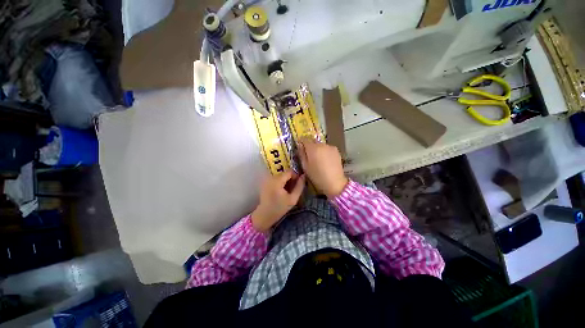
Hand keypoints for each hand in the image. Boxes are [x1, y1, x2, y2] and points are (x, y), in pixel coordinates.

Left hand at [251, 170, 305, 231]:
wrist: (265, 215)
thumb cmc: (280, 208)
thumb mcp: (293, 199)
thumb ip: (299, 186)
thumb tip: (303, 176)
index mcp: (277, 181)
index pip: (289, 171)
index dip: (296, 176)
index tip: (297, 185)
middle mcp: (271, 177)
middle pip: (285, 173)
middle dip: (290, 179)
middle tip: (293, 190)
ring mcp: (267, 179)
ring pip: (280, 176)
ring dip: (286, 181)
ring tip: (287, 191)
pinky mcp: (265, 182)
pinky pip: (276, 179)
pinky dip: (280, 183)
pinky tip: (281, 191)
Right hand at [298, 137, 347, 197]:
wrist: (335, 182)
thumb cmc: (317, 176)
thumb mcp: (305, 167)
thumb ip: (301, 154)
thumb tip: (300, 145)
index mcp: (313, 148)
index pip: (304, 139)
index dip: (301, 142)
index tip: (300, 147)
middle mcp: (322, 144)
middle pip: (313, 141)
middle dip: (309, 146)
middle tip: (308, 155)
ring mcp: (330, 147)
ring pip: (320, 145)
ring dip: (317, 149)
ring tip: (318, 159)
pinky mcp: (336, 150)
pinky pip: (327, 148)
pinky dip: (324, 151)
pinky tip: (325, 160)